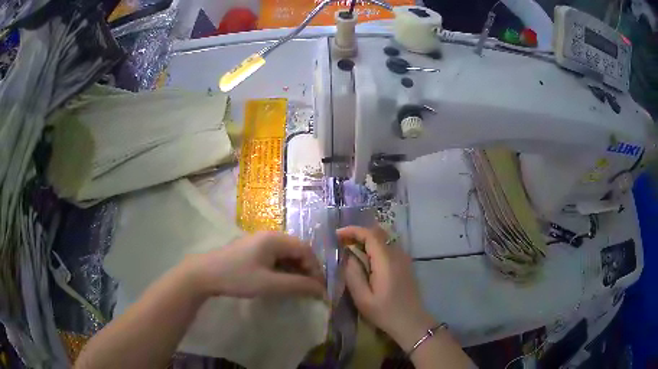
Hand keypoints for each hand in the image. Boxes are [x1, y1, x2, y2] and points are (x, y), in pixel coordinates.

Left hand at [181, 232, 326, 299]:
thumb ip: (297, 285)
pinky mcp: (252, 249)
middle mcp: (269, 235)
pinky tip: (281, 280)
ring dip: (295, 269)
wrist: (204, 274)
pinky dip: (283, 268)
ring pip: (286, 253)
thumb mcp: (269, 284)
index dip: (315, 268)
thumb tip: (321, 290)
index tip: (319, 288)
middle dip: (306, 269)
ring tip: (297, 287)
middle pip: (297, 250)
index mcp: (275, 239)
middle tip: (309, 288)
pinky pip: (275, 256)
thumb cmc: (237, 277)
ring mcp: (259, 241)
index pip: (305, 250)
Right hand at [338, 226, 436, 350]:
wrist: (412, 322)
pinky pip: (389, 248)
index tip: (337, 235)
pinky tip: (366, 259)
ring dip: (367, 240)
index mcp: (386, 261)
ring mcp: (404, 258)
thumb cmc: (385, 313)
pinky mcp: (406, 264)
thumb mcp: (363, 298)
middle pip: (378, 233)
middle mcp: (397, 254)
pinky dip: (375, 247)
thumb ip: (353, 275)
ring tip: (350, 248)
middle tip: (341, 241)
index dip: (352, 230)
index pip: (370, 234)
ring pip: (384, 239)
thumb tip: (347, 256)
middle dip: (358, 233)